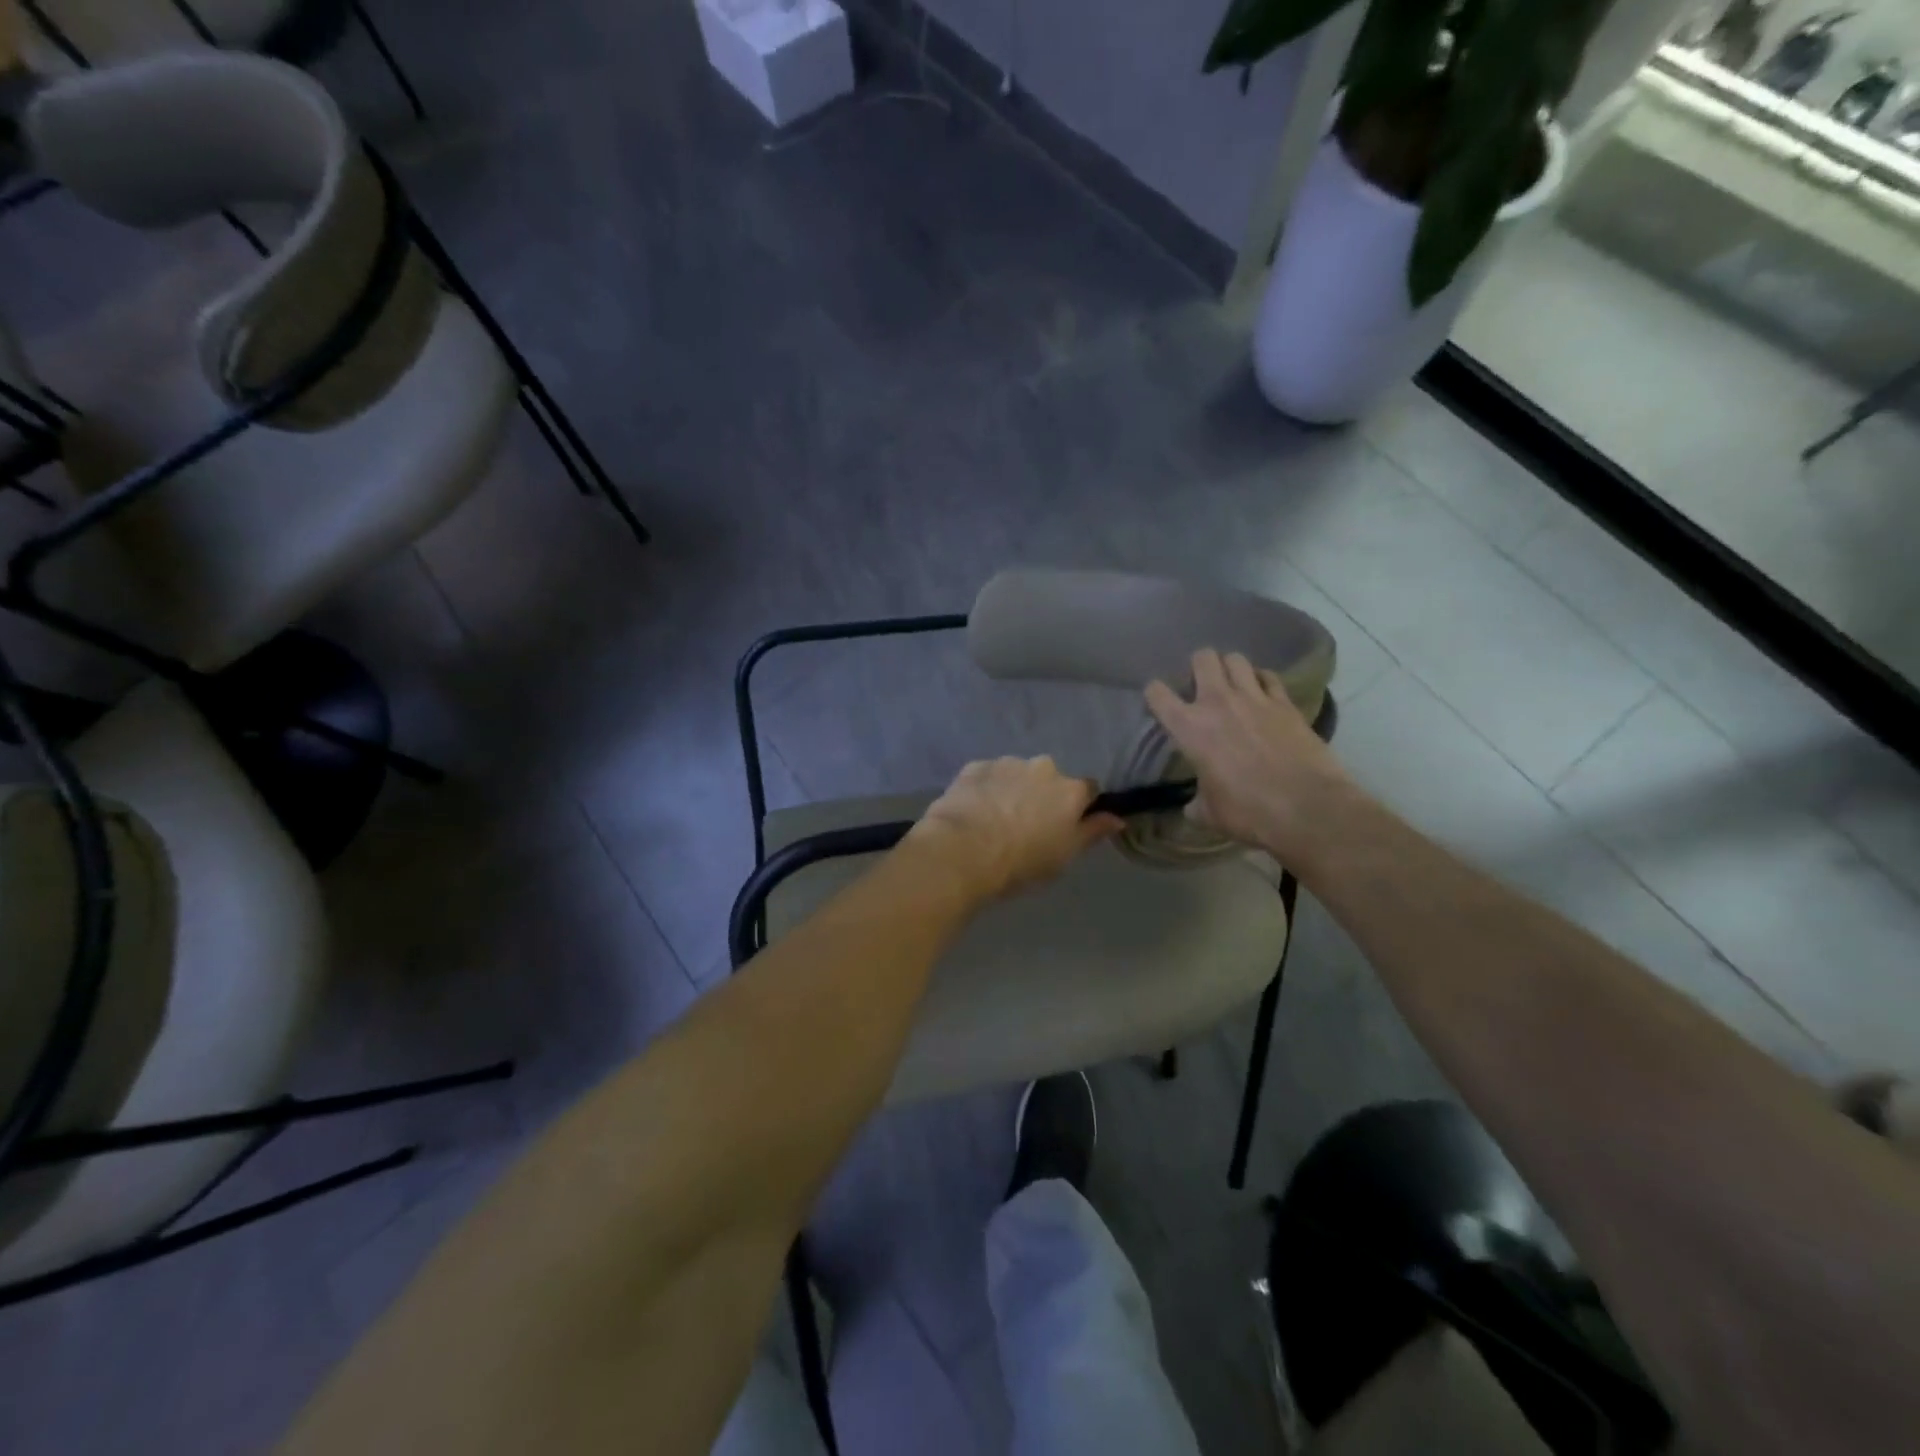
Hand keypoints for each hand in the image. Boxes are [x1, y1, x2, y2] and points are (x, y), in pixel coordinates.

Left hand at [907, 757, 1122, 903]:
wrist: (963, 852)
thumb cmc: (1021, 862)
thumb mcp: (1065, 855)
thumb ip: (1092, 832)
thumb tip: (1118, 817)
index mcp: (1070, 790)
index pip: (1088, 790)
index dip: (1079, 807)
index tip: (1066, 825)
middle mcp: (1043, 767)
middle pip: (1050, 779)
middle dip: (1042, 795)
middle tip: (1026, 825)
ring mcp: (1006, 763)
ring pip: (1017, 774)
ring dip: (1013, 790)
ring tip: (995, 819)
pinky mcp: (974, 767)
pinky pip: (987, 775)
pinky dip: (986, 789)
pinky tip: (974, 812)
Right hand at [1145, 649, 1352, 863]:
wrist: (1307, 809)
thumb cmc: (1248, 812)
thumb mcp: (1209, 813)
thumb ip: (1196, 802)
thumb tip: (1193, 805)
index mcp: (1190, 728)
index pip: (1157, 693)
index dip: (1155, 694)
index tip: (1160, 704)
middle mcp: (1218, 702)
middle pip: (1202, 658)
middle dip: (1198, 667)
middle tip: (1201, 686)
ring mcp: (1255, 698)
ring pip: (1236, 659)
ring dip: (1230, 669)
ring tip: (1232, 685)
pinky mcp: (1286, 703)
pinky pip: (1269, 677)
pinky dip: (1262, 681)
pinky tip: (1263, 694)